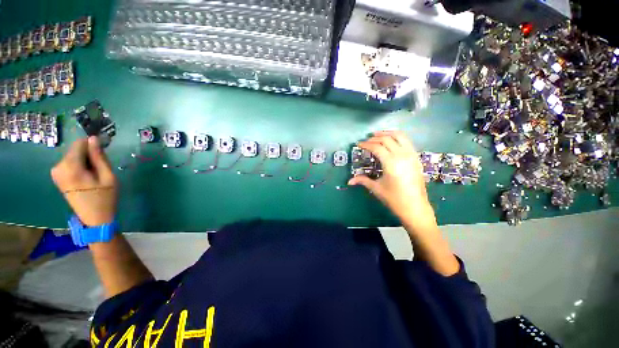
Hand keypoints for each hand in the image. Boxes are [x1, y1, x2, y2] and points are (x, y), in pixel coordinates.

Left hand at [51, 137, 117, 225]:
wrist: (94, 218)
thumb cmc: (104, 198)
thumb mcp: (108, 177)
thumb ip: (99, 157)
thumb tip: (94, 138)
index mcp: (71, 167)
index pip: (79, 144)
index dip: (92, 144)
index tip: (104, 149)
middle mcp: (58, 167)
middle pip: (75, 150)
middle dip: (89, 153)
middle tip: (101, 166)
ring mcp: (56, 172)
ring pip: (73, 156)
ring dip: (85, 160)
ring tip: (94, 173)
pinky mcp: (57, 176)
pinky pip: (69, 163)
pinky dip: (79, 165)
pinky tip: (87, 176)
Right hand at [348, 131, 436, 232]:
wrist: (415, 207)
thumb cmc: (394, 199)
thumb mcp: (376, 188)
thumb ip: (362, 180)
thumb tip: (349, 181)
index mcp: (391, 163)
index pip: (376, 147)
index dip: (366, 144)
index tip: (358, 144)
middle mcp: (402, 155)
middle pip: (387, 139)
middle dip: (374, 138)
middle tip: (366, 140)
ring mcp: (411, 155)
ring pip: (400, 136)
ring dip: (387, 133)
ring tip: (378, 134)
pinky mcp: (416, 158)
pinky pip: (407, 141)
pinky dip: (398, 137)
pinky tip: (391, 141)